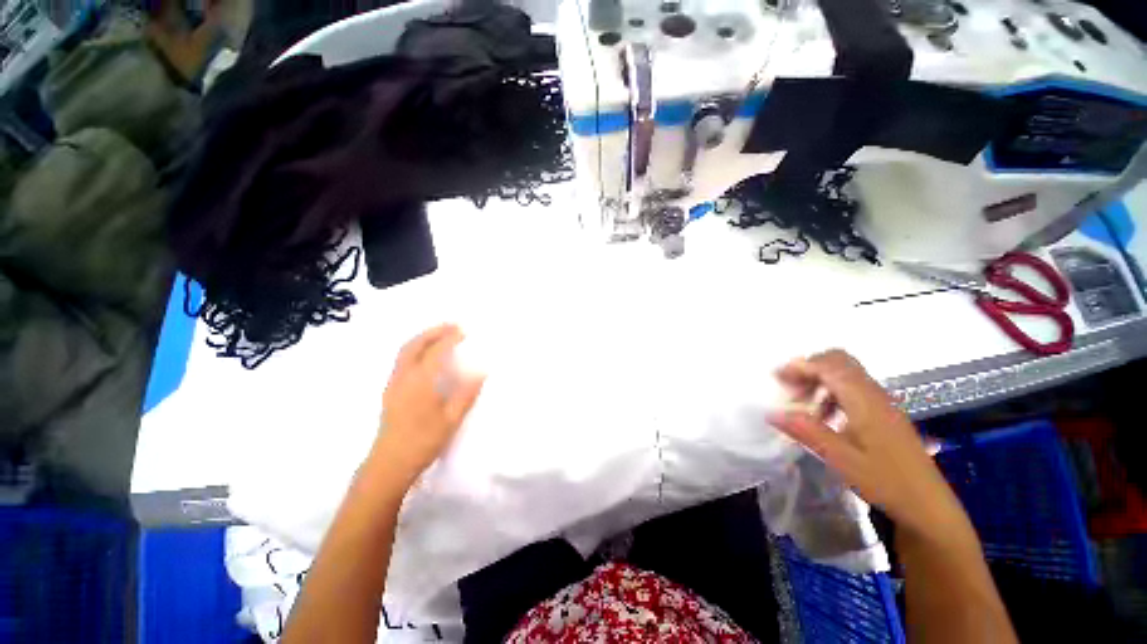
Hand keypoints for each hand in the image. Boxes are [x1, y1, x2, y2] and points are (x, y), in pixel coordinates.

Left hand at [370, 324, 484, 486]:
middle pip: (414, 345)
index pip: (436, 352)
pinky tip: (426, 355)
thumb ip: (466, 393)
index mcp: (419, 382)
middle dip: (433, 332)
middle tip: (452, 326)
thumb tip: (481, 371)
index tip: (464, 331)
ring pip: (405, 351)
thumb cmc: (423, 441)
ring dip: (423, 338)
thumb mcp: (451, 419)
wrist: (389, 464)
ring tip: (441, 335)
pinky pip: (402, 360)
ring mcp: (393, 383)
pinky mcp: (390, 391)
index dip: (450, 339)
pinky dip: (415, 349)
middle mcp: (403, 377)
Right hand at [767, 350, 966, 538]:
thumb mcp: (842, 459)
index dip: (800, 366)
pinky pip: (852, 388)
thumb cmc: (886, 482)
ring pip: (845, 373)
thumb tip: (771, 413)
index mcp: (864, 400)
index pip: (829, 366)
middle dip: (809, 368)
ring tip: (802, 405)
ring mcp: (881, 402)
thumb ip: (806, 432)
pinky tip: (824, 418)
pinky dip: (831, 392)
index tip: (777, 379)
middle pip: (839, 361)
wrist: (928, 507)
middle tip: (789, 388)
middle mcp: (874, 393)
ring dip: (819, 380)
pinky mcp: (883, 413)